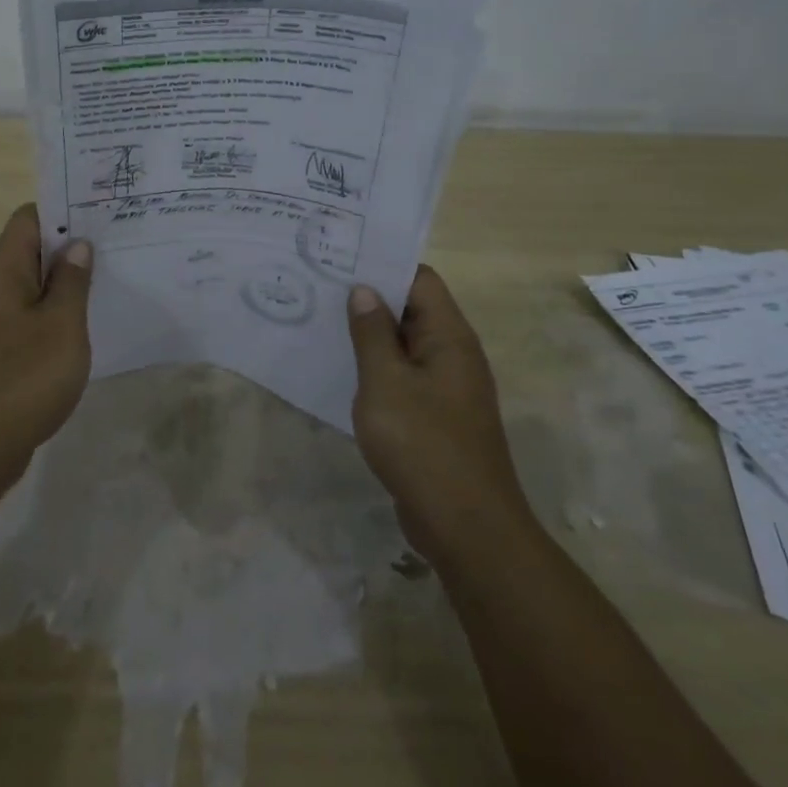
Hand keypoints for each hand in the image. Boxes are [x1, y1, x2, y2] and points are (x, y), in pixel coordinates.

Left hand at [0, 204, 92, 491]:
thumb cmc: (23, 378)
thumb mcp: (61, 325)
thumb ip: (72, 281)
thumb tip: (77, 246)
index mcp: (3, 270)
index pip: (29, 218)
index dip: (64, 210)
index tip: (102, 214)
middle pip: (32, 249)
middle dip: (72, 246)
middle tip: (118, 244)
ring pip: (34, 285)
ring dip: (67, 282)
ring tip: (112, 279)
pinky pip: (31, 316)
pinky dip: (57, 314)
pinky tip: (87, 325)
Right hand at [347, 266, 530, 562]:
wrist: (467, 529)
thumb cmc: (424, 446)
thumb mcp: (386, 383)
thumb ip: (371, 333)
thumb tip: (364, 290)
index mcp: (449, 337)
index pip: (419, 279)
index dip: (383, 264)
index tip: (341, 257)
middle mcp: (453, 355)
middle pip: (412, 309)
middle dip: (370, 297)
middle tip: (320, 284)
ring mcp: (446, 388)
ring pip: (405, 345)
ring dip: (370, 335)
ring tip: (322, 320)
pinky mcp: (436, 417)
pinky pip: (404, 377)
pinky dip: (377, 369)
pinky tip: (342, 370)